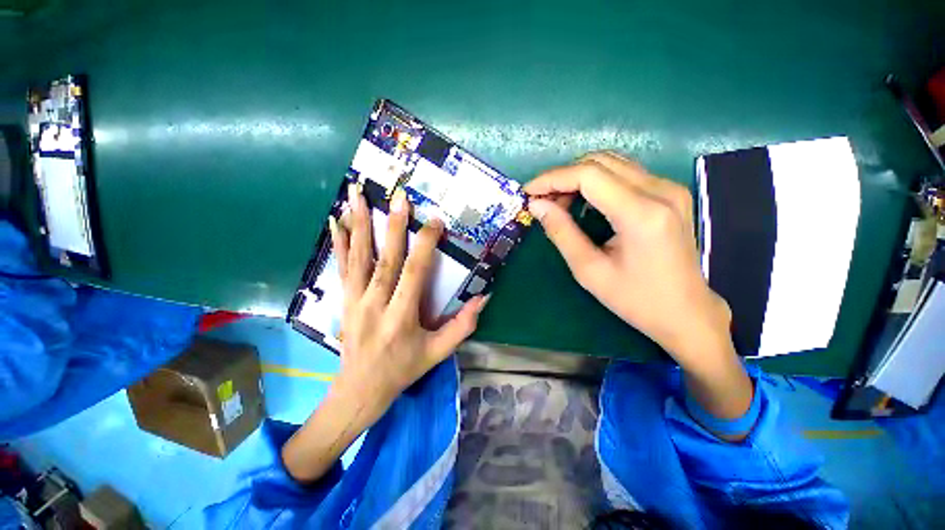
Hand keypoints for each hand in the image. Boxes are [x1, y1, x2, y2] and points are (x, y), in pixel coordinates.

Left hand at [282, 184, 486, 482]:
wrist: (360, 389)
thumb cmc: (403, 369)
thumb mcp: (438, 353)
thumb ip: (462, 325)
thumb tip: (483, 297)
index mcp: (401, 317)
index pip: (414, 273)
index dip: (425, 245)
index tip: (434, 222)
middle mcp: (375, 304)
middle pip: (385, 259)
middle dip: (393, 226)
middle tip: (398, 197)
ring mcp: (355, 300)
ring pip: (358, 257)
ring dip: (359, 224)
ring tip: (356, 194)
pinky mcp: (344, 299)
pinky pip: (341, 266)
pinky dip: (339, 242)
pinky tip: (336, 221)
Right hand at [526, 153, 752, 429]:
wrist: (692, 318)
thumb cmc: (638, 303)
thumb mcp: (589, 271)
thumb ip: (562, 233)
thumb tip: (539, 207)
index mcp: (639, 213)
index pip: (586, 175)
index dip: (551, 178)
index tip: (526, 191)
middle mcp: (659, 192)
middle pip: (599, 163)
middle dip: (561, 175)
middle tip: (537, 198)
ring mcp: (669, 192)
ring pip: (612, 165)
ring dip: (578, 179)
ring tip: (554, 201)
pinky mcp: (670, 198)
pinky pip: (623, 177)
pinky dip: (595, 184)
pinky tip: (581, 205)